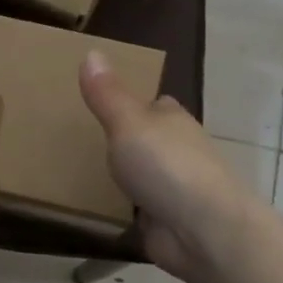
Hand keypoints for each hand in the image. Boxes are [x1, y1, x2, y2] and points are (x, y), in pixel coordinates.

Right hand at [80, 51, 260, 282]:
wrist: (203, 231)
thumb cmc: (167, 166)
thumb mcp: (128, 122)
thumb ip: (108, 94)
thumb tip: (92, 51)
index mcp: (172, 121)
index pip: (154, 105)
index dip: (132, 102)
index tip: (100, 102)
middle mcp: (177, 152)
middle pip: (148, 141)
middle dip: (124, 142)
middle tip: (79, 141)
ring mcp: (173, 190)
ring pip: (142, 177)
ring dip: (123, 178)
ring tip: (79, 176)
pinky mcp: (165, 222)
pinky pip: (137, 213)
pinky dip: (123, 212)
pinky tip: (97, 212)